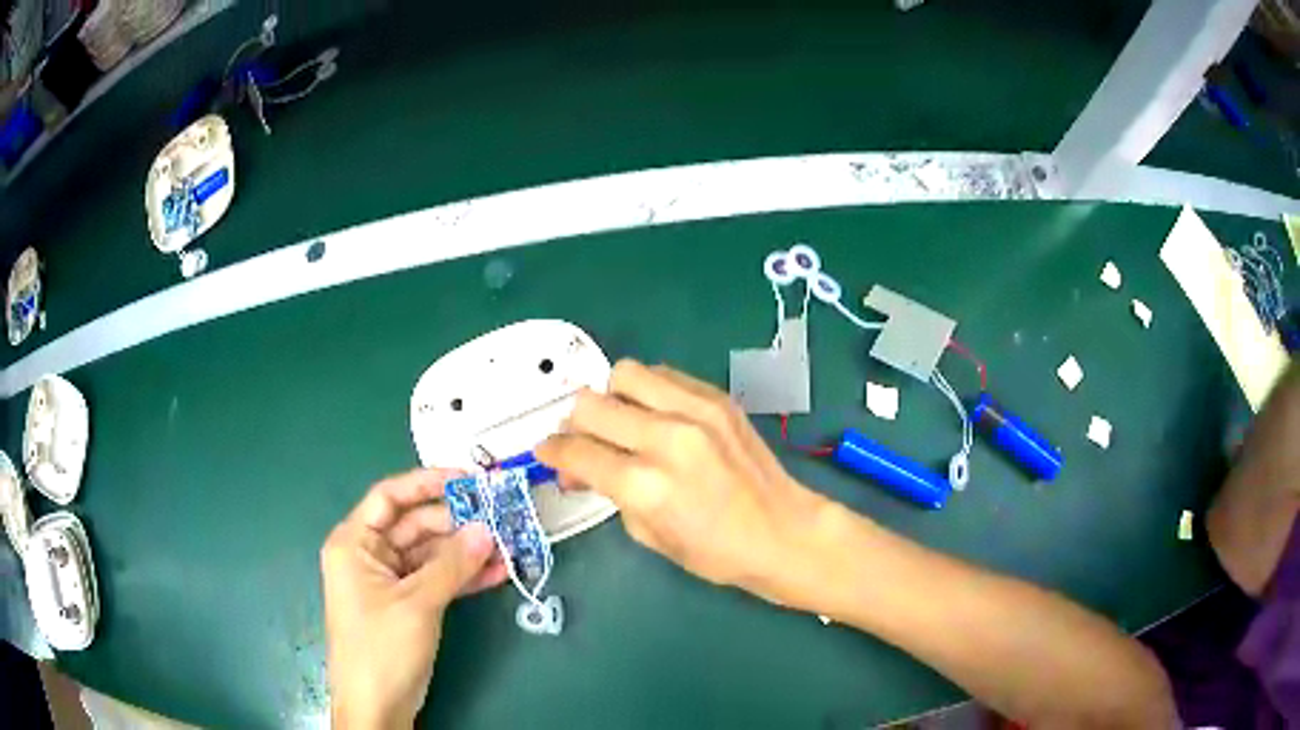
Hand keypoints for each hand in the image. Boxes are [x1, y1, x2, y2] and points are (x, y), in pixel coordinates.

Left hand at [321, 469, 507, 728]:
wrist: (377, 706)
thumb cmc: (382, 648)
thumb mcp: (417, 603)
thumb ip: (452, 565)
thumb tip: (487, 530)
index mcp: (354, 543)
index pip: (390, 497)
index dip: (428, 483)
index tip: (469, 480)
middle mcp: (370, 555)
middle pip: (416, 525)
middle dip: (458, 523)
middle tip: (500, 517)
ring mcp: (391, 582)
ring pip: (432, 554)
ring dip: (467, 551)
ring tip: (508, 544)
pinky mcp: (409, 605)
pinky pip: (438, 580)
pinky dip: (465, 577)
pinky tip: (498, 572)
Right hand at [536, 360, 834, 609]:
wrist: (782, 531)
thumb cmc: (715, 552)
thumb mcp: (648, 535)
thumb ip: (610, 493)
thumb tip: (583, 467)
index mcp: (645, 485)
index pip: (576, 451)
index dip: (552, 451)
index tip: (547, 452)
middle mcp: (666, 438)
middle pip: (591, 404)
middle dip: (574, 423)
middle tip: (582, 441)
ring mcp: (696, 411)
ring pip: (624, 374)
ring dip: (610, 397)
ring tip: (620, 421)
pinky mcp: (718, 399)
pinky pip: (664, 376)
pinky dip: (647, 392)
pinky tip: (655, 415)